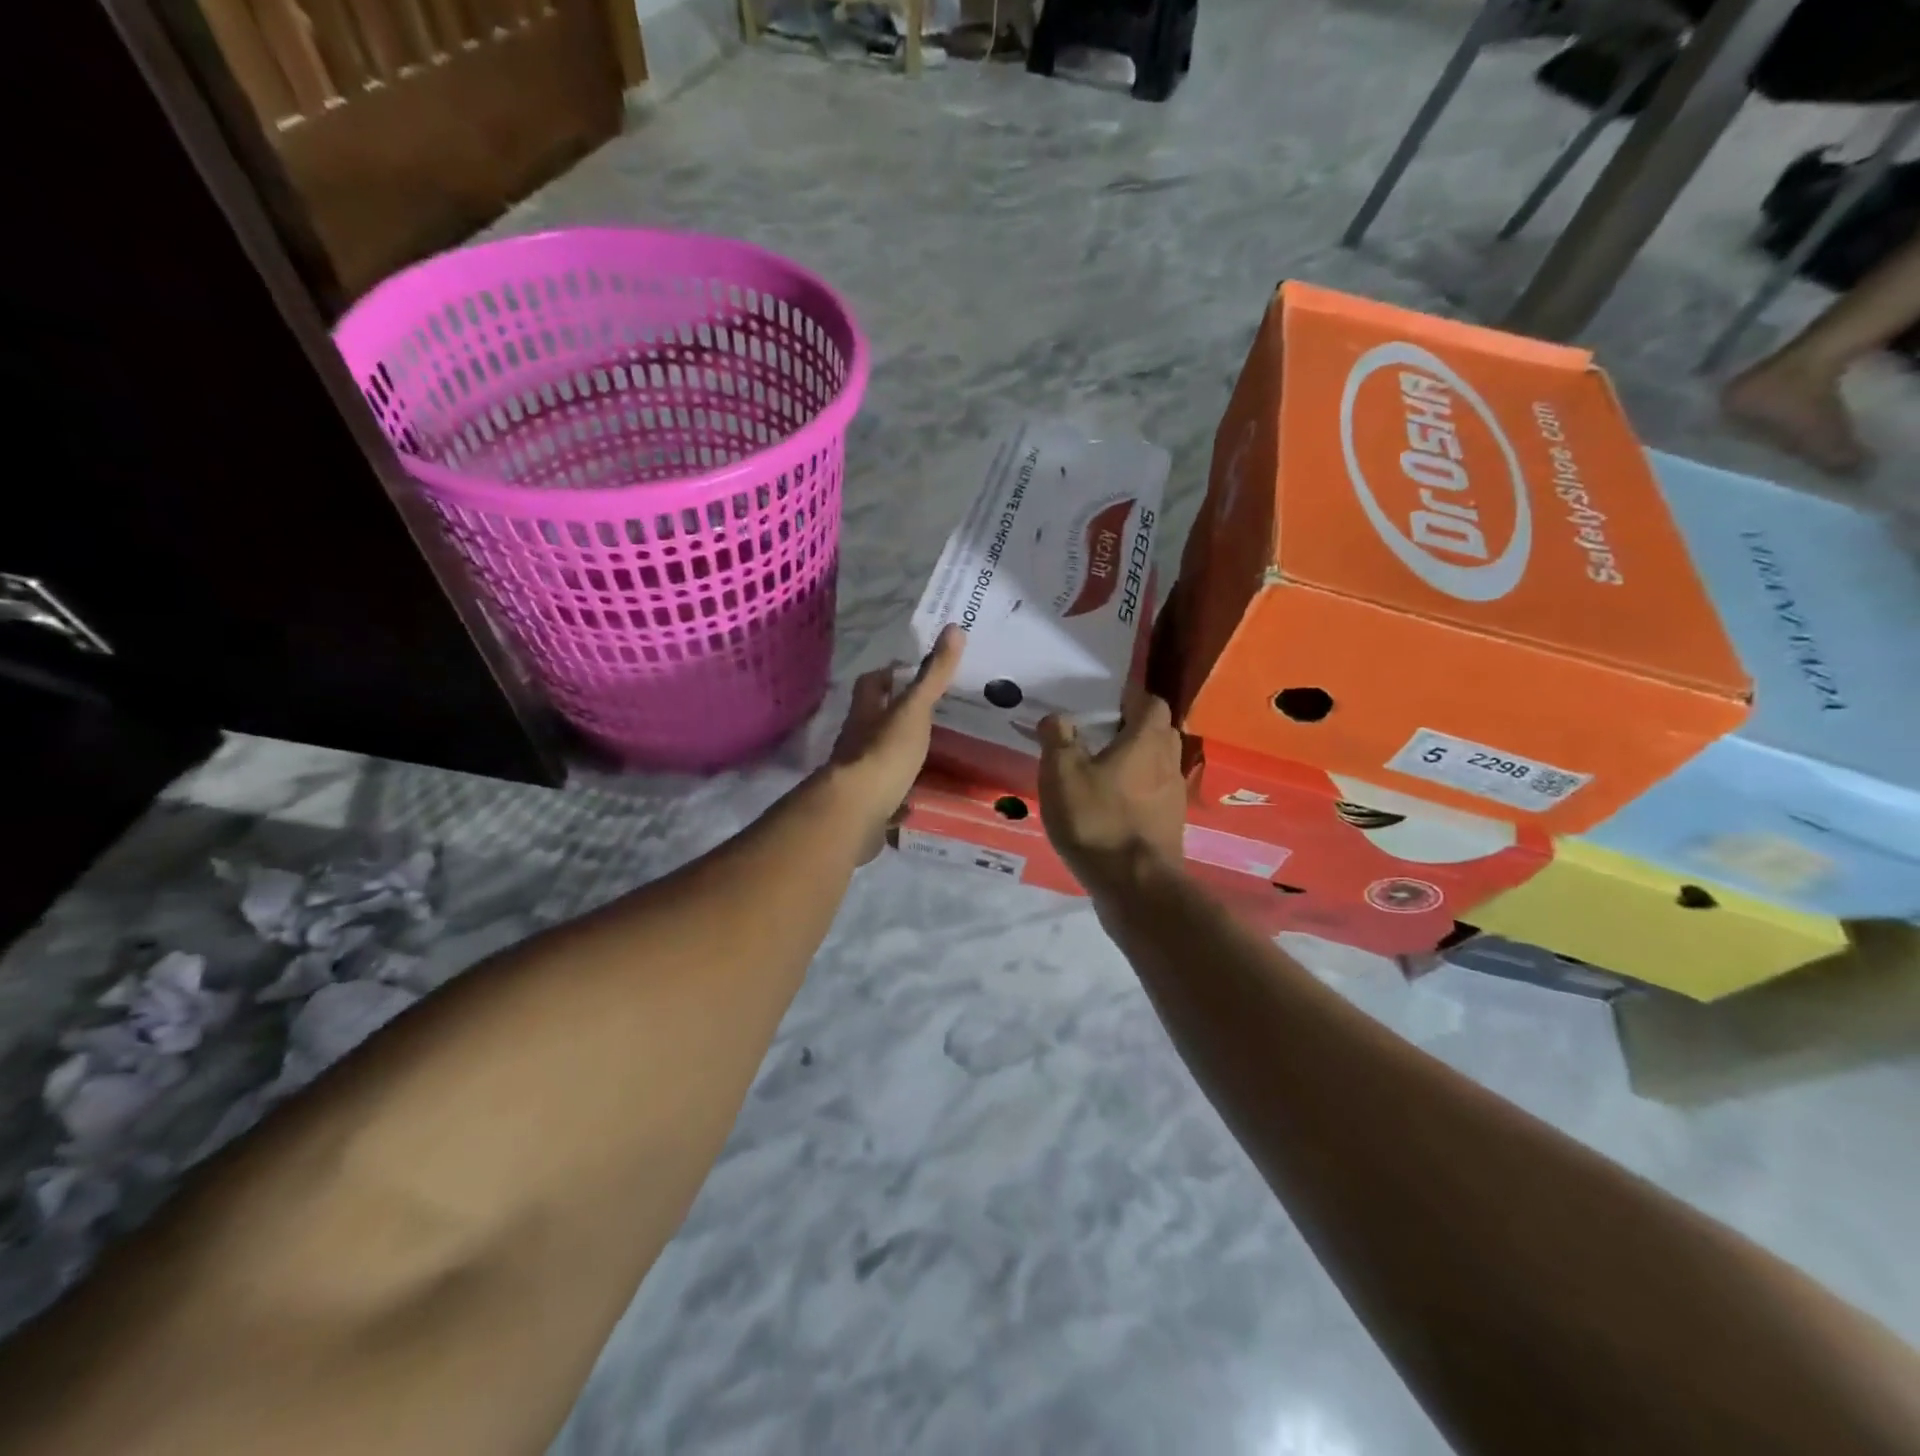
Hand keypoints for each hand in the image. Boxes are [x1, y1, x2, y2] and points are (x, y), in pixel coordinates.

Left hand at [824, 624, 964, 860]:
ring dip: (895, 754)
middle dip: (892, 716)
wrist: (857, 810)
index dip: (887, 675)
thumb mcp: (914, 709)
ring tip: (927, 755)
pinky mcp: (865, 804)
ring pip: (876, 756)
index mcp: (866, 713)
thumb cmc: (885, 752)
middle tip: (926, 715)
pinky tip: (915, 800)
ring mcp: (858, 774)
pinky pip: (883, 794)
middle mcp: (856, 740)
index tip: (908, 672)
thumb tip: (954, 627)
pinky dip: (897, 793)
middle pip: (871, 720)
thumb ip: (934, 675)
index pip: (871, 684)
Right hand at [1037, 686, 1186, 892]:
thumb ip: (1058, 739)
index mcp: (1146, 741)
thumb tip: (1056, 717)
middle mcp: (1168, 762)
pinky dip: (1137, 789)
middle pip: (1158, 731)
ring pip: (1158, 763)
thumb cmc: (1097, 820)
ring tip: (1101, 769)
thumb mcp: (1062, 775)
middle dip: (1133, 727)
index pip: (1150, 702)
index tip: (1104, 702)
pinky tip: (1111, 803)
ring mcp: (1174, 796)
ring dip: (1136, 760)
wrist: (1135, 886)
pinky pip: (1155, 793)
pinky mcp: (1170, 824)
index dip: (1130, 697)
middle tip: (1100, 733)